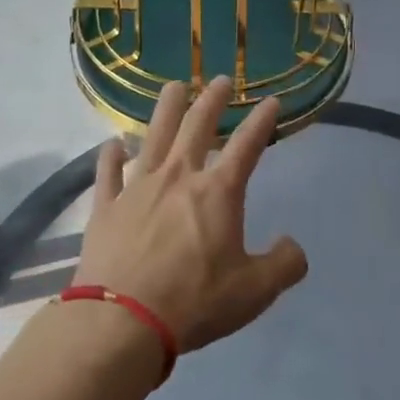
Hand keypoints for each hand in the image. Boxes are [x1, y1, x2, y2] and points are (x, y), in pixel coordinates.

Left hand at [76, 78, 307, 351]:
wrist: (123, 320)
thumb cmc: (195, 301)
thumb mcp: (255, 291)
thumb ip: (283, 265)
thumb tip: (293, 247)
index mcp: (217, 192)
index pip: (247, 146)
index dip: (262, 121)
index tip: (271, 100)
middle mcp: (178, 178)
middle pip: (197, 127)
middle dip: (212, 100)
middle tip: (221, 79)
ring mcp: (137, 188)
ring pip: (154, 136)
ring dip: (165, 109)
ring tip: (173, 87)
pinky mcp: (106, 207)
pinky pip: (108, 173)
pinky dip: (110, 156)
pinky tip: (112, 144)